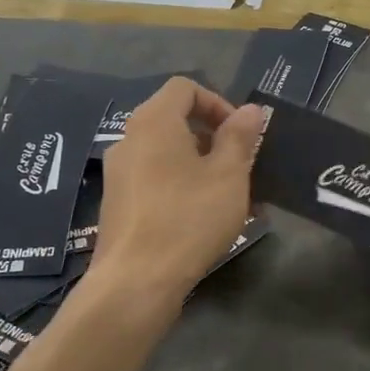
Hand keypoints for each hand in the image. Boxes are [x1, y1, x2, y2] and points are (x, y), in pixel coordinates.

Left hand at [93, 78, 266, 304]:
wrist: (136, 282)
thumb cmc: (188, 218)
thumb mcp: (228, 175)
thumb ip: (240, 137)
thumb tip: (251, 110)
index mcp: (154, 123)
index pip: (185, 88)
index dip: (218, 102)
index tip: (241, 134)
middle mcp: (129, 140)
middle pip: (176, 120)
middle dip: (215, 137)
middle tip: (242, 165)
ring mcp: (119, 174)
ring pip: (168, 154)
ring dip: (203, 165)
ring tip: (233, 197)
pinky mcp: (118, 204)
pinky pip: (156, 180)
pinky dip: (183, 186)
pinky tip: (207, 218)